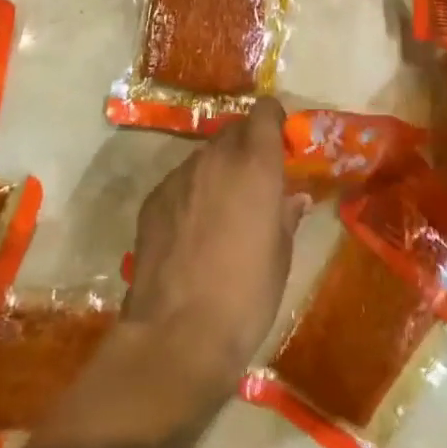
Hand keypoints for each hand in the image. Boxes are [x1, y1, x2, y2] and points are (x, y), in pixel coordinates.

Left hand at [125, 97, 306, 405]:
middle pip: (233, 132)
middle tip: (255, 181)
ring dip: (218, 171)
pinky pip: (180, 182)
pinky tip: (192, 231)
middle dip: (247, 146)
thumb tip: (293, 198)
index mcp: (255, 165)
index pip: (264, 113)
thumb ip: (286, 216)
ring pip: (204, 157)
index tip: (280, 140)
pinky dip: (191, 194)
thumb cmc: (246, 295)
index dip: (273, 121)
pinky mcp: (152, 200)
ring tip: (222, 210)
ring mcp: (178, 177)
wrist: (177, 334)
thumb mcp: (280, 256)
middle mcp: (215, 159)